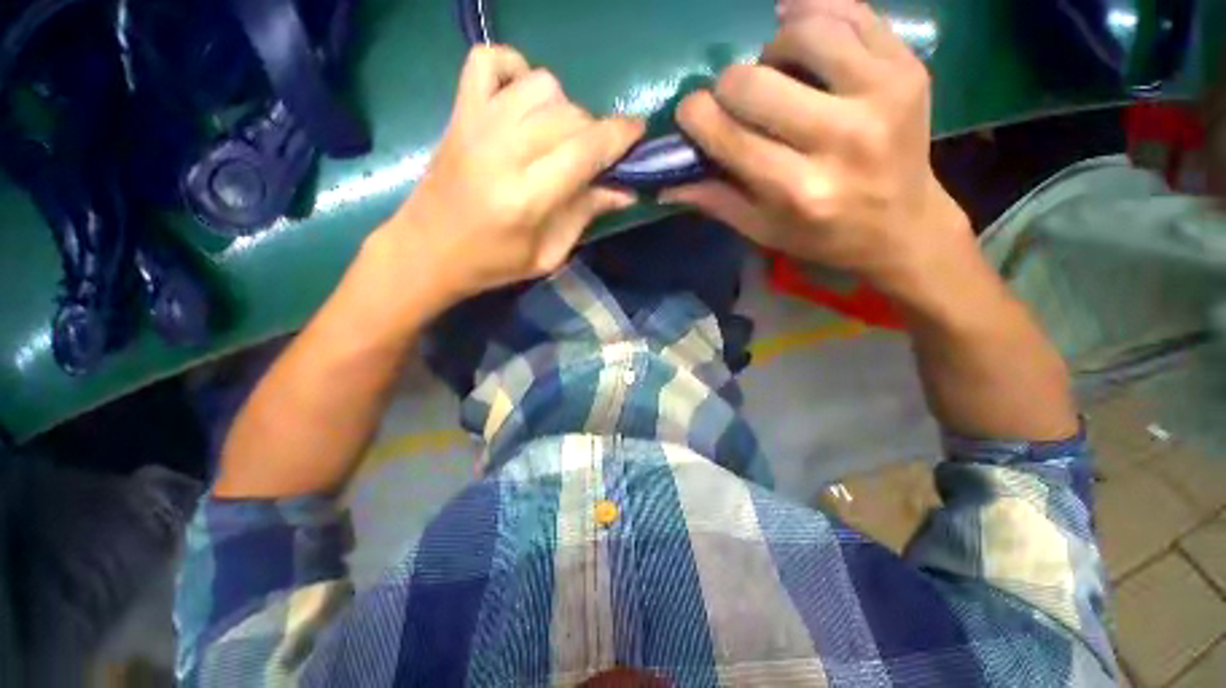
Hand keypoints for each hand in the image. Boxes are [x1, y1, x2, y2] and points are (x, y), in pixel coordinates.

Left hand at [375, 45, 644, 305]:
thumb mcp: (547, 255)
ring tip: (559, 136)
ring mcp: (476, 123)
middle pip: (570, 115)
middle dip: (594, 132)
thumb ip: (585, 216)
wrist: (426, 250)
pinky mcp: (459, 112)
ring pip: (542, 84)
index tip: (638, 134)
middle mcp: (503, 151)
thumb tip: (625, 191)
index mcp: (527, 197)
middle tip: (592, 157)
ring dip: (563, 107)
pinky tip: (523, 99)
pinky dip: (515, 69)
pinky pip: (490, 61)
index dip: (620, 136)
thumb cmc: (492, 264)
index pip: (586, 149)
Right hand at [664, 0, 971, 296]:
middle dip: (728, 88)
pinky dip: (814, 13)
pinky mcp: (908, 67)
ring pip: (802, 33)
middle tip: (736, 102)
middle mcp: (841, 138)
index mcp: (798, 190)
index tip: (692, 114)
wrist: (904, 226)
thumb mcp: (763, 230)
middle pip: (753, 82)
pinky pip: (850, 12)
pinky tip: (798, 32)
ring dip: (772, 51)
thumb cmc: (823, 236)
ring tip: (776, 73)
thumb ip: (715, 201)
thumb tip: (664, 183)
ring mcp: (882, 94)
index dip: (695, 115)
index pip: (727, 134)